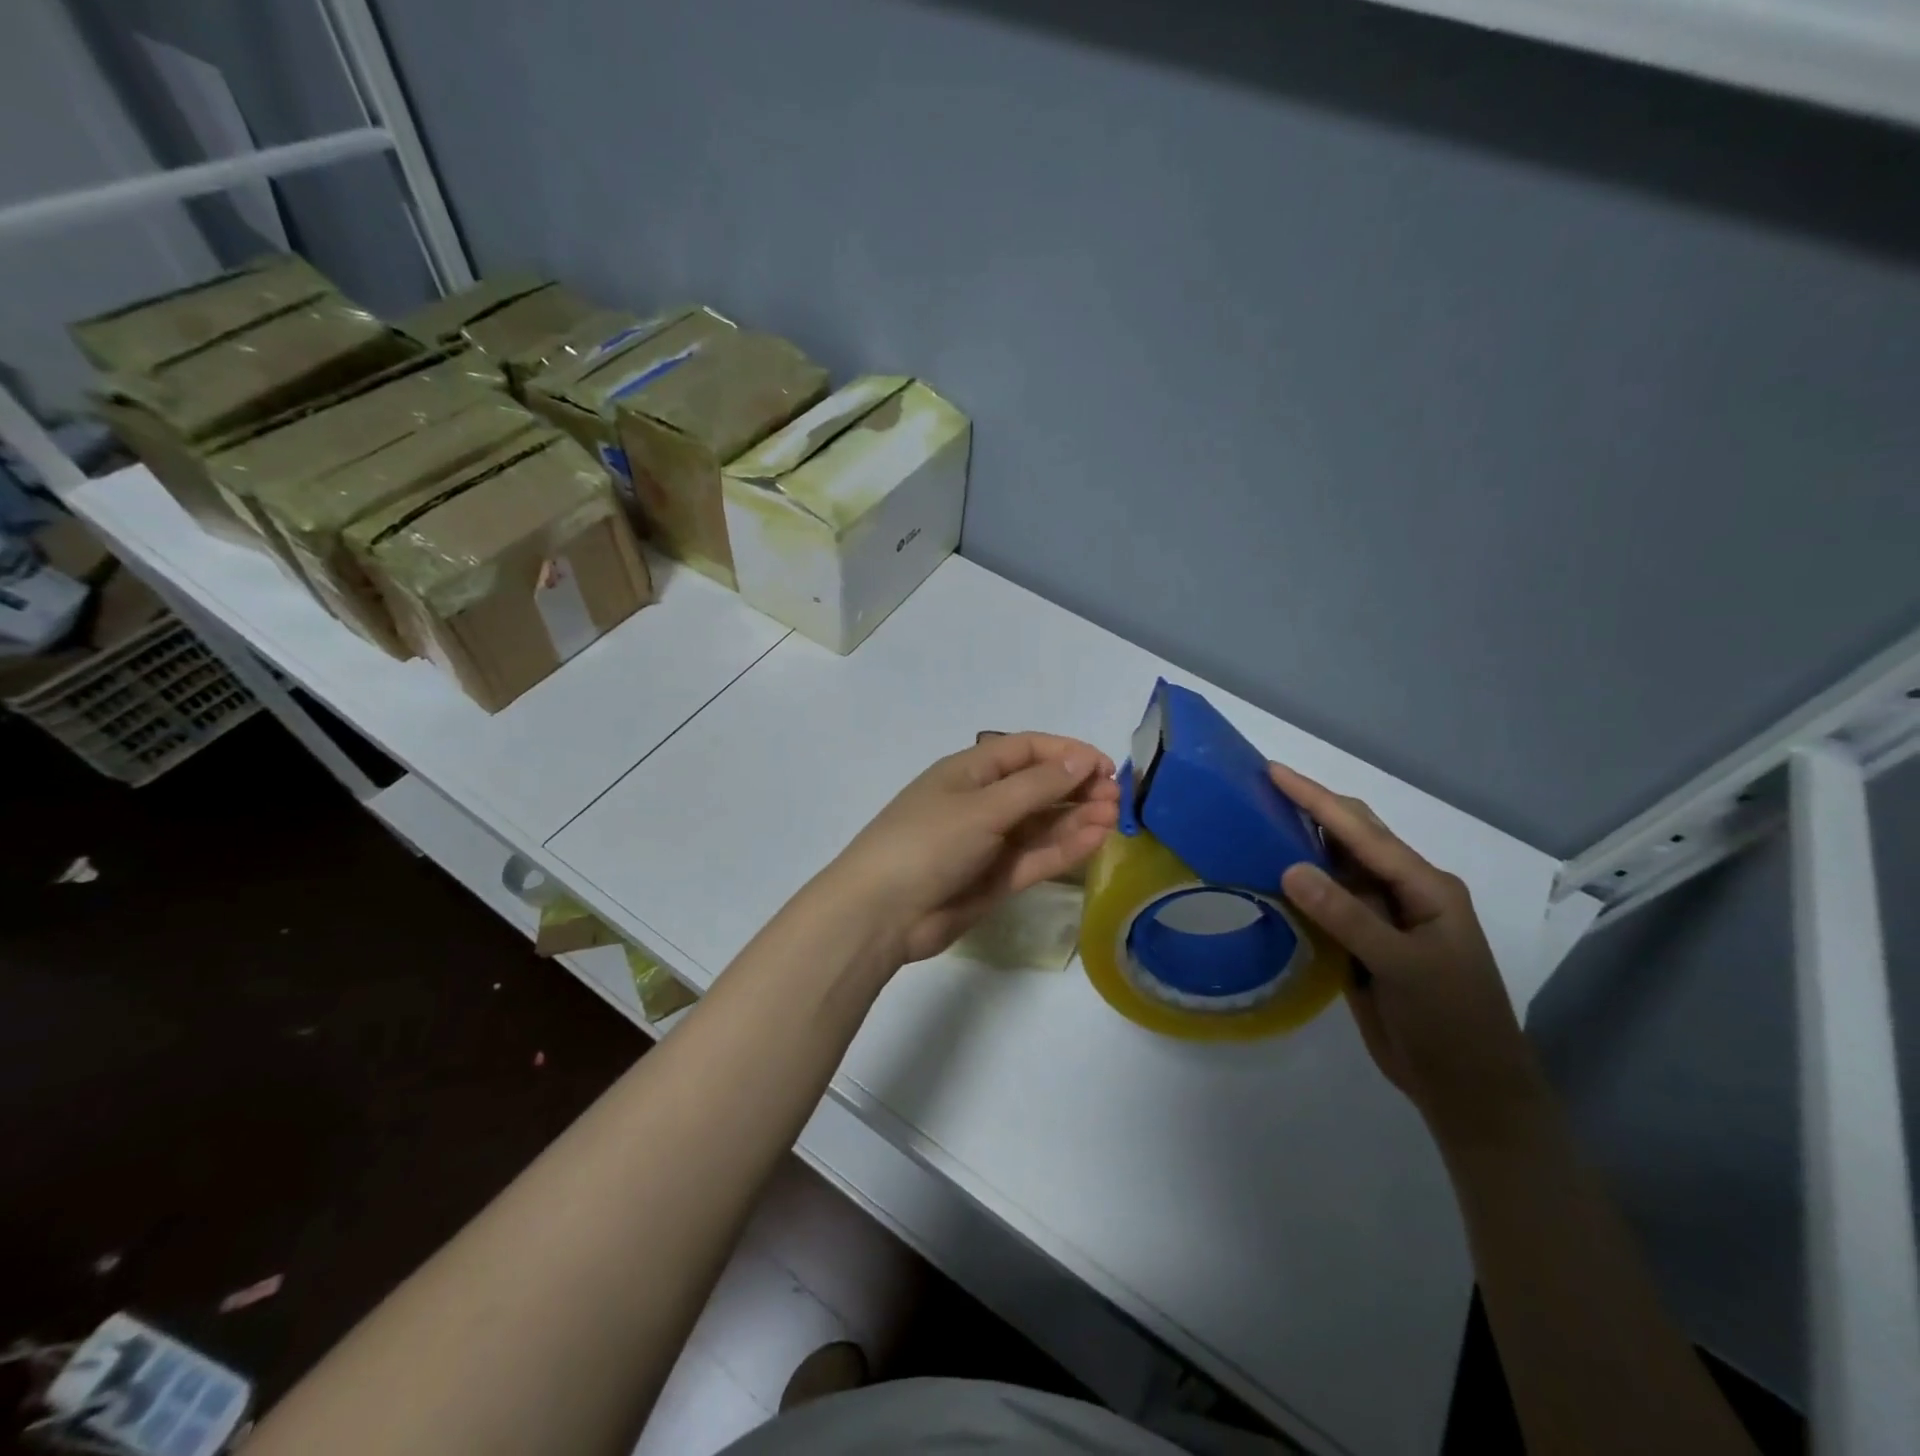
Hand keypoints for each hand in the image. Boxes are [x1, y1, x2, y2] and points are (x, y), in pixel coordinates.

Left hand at [824, 733, 1120, 965]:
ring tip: (1114, 818)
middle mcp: (981, 802)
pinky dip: (1064, 848)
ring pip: (1041, 824)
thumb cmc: (927, 843)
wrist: (882, 913)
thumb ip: (1036, 787)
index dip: (1066, 754)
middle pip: (1037, 786)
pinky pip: (1036, 856)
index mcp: (969, 772)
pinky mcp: (995, 878)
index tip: (1104, 766)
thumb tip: (1080, 762)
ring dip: (1076, 818)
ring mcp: (988, 842)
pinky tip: (1095, 839)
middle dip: (1076, 788)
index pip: (1025, 750)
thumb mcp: (983, 807)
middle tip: (1116, 798)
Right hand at [1269, 763, 1550, 1150]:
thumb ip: (1348, 916)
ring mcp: (1382, 918)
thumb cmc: (1450, 1022)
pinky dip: (1297, 885)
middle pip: (1352, 838)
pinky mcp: (1362, 943)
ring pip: (1334, 869)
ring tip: (1256, 819)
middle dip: (1310, 808)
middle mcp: (1403, 892)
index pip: (1362, 832)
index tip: (1273, 772)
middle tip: (1259, 787)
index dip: (1316, 800)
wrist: (1466, 1089)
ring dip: (1300, 843)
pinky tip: (1269, 875)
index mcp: (1425, 886)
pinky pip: (1325, 903)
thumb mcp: (1403, 966)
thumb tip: (1290, 867)